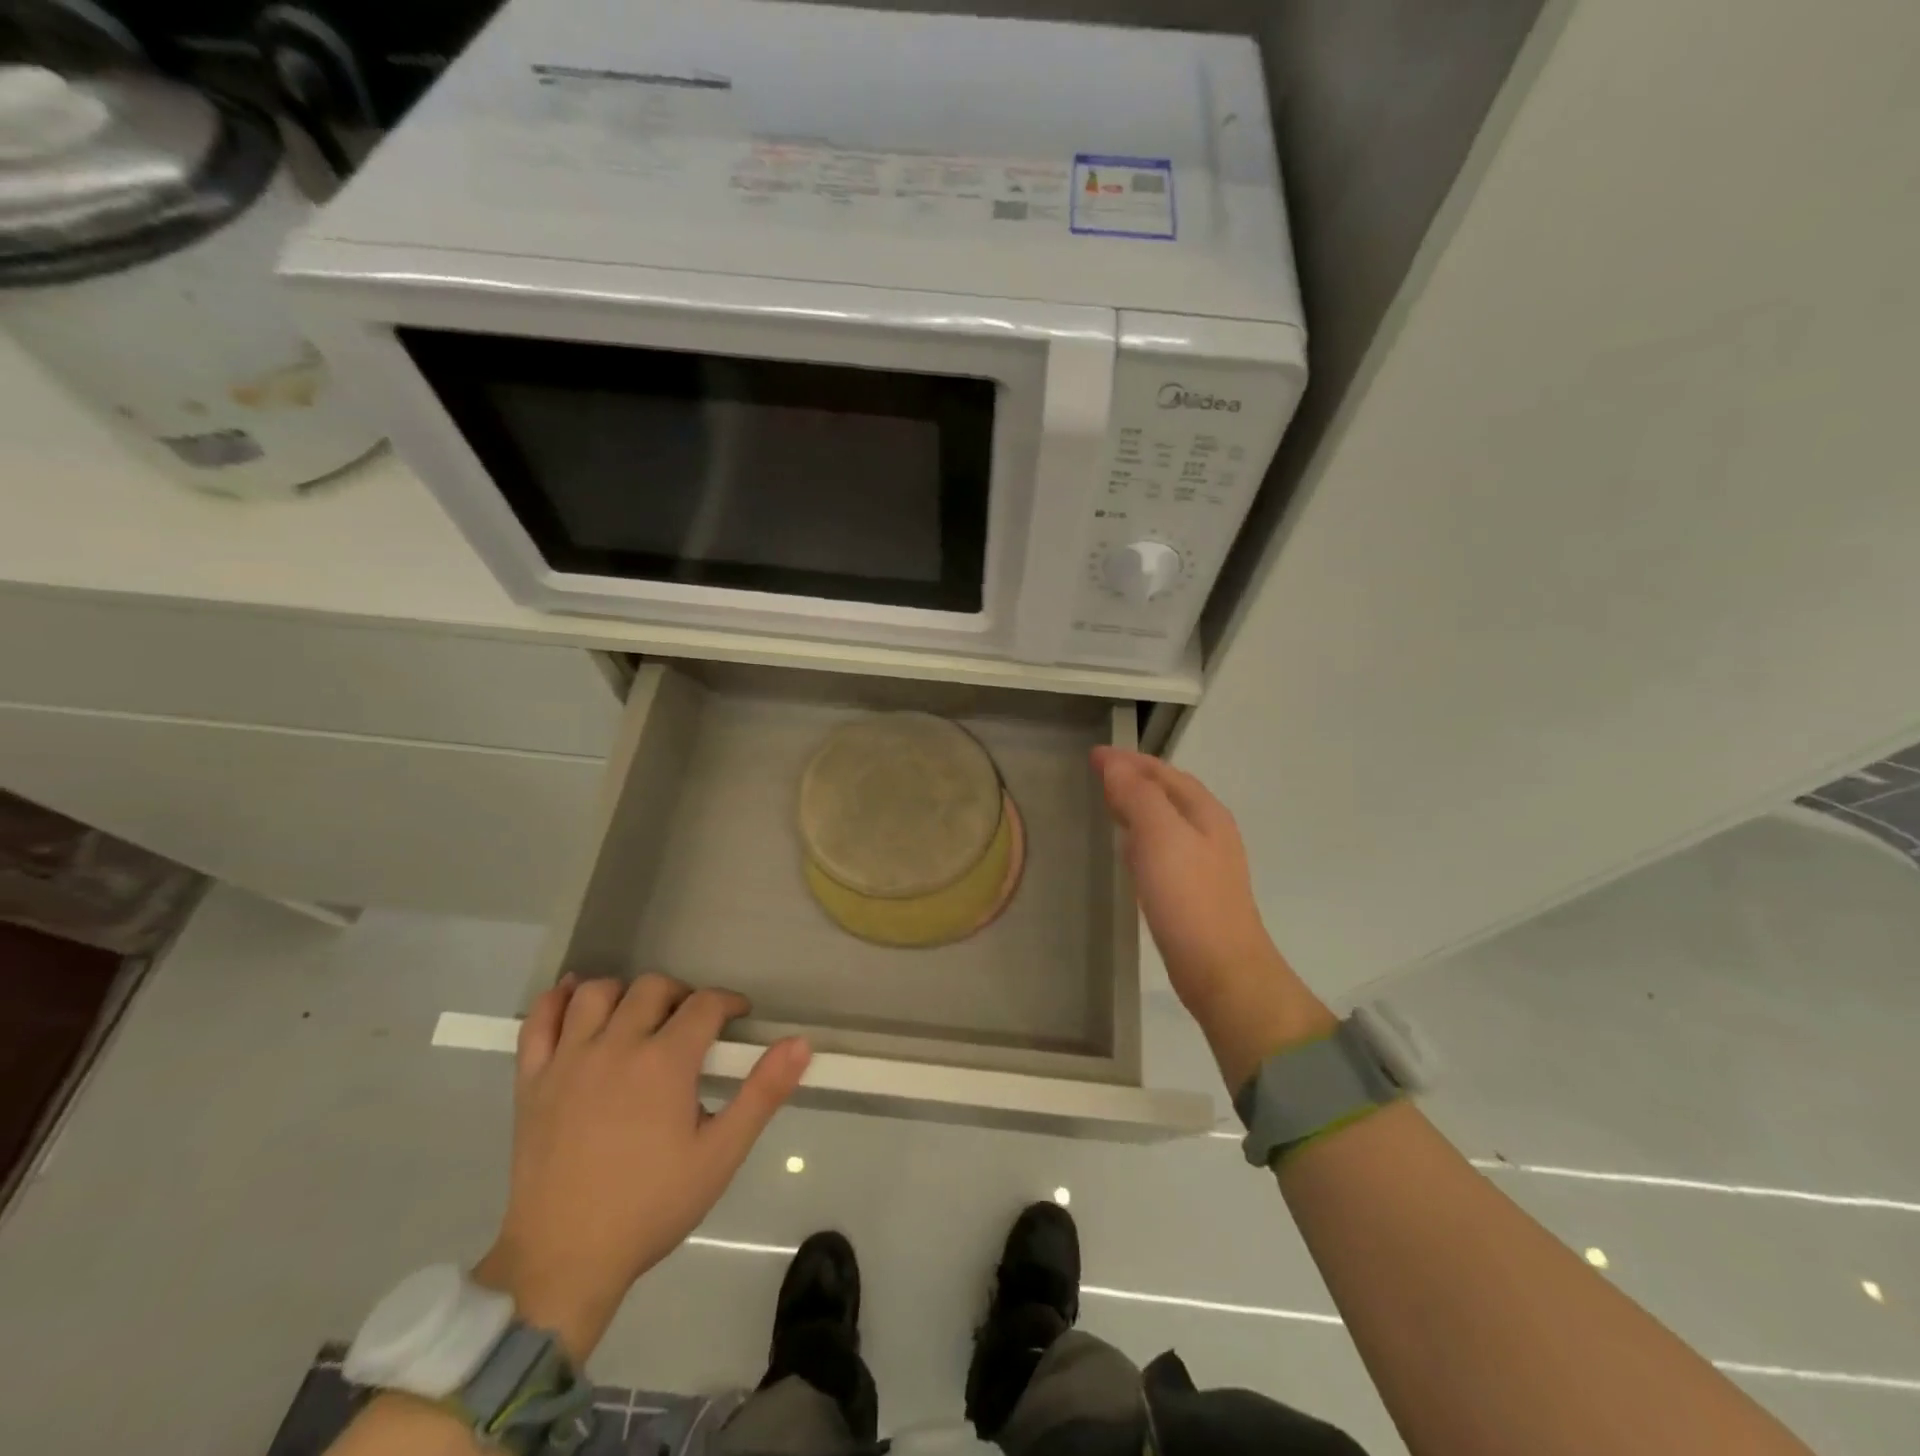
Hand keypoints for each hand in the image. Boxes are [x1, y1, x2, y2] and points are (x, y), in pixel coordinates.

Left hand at [475, 974, 809, 1361]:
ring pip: (597, 993)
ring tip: (639, 1018)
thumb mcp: (721, 1154)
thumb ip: (763, 1093)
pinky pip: (539, 1022)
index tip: (738, 1017)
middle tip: (692, 1023)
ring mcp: (568, 1061)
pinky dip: (556, 1001)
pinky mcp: (532, 1081)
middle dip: (681, 995)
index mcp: (665, 1062)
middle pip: (652, 988)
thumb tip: (800, 1042)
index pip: (704, 1005)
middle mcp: (616, 1046)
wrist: (564, 1261)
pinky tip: (574, 998)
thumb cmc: (651, 1206)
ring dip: (624, 994)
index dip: (728, 1003)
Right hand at [1092, 748, 1333, 1088]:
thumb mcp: (1159, 836)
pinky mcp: (1193, 890)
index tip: (1094, 755)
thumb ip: (1137, 796)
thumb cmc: (1189, 897)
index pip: (1163, 772)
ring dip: (1138, 806)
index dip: (1128, 760)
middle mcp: (1209, 831)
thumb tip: (1114, 765)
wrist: (1221, 969)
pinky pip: (1163, 849)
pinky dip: (1142, 837)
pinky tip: (1129, 851)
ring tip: (1109, 803)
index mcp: (1204, 812)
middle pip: (1168, 792)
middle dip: (1134, 778)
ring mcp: (1204, 862)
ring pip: (1165, 821)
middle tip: (1099, 774)